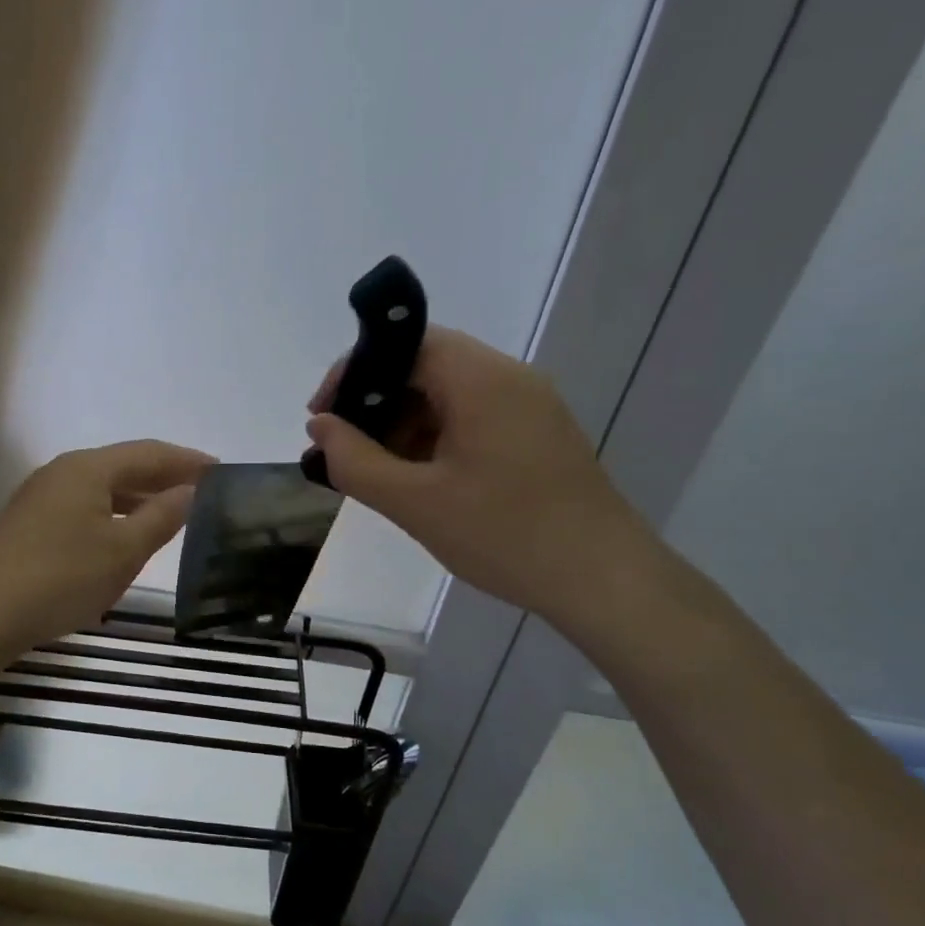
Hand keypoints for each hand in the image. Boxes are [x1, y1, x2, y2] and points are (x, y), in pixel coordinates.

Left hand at [0, 439, 214, 655]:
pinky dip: (114, 514)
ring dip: (139, 497)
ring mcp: (42, 497)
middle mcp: (63, 472)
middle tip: (204, 492)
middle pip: (124, 466)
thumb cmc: (61, 577)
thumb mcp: (123, 550)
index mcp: (88, 468)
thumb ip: (161, 517)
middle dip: (164, 477)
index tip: (222, 470)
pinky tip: (125, 535)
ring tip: (172, 513)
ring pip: (103, 488)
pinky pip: (85, 507)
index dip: (188, 460)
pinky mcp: (30, 524)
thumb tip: (190, 491)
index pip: (150, 452)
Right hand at [306, 326, 653, 622]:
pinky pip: (473, 420)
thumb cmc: (505, 535)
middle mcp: (510, 379)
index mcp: (482, 380)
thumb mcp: (416, 502)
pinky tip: (420, 482)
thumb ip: (356, 461)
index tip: (324, 416)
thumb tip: (320, 428)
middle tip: (345, 451)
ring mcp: (529, 408)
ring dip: (405, 426)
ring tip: (378, 474)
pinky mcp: (538, 436)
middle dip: (377, 404)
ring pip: (449, 396)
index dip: (355, 371)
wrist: (604, 581)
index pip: (406, 344)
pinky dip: (436, 441)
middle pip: (427, 367)